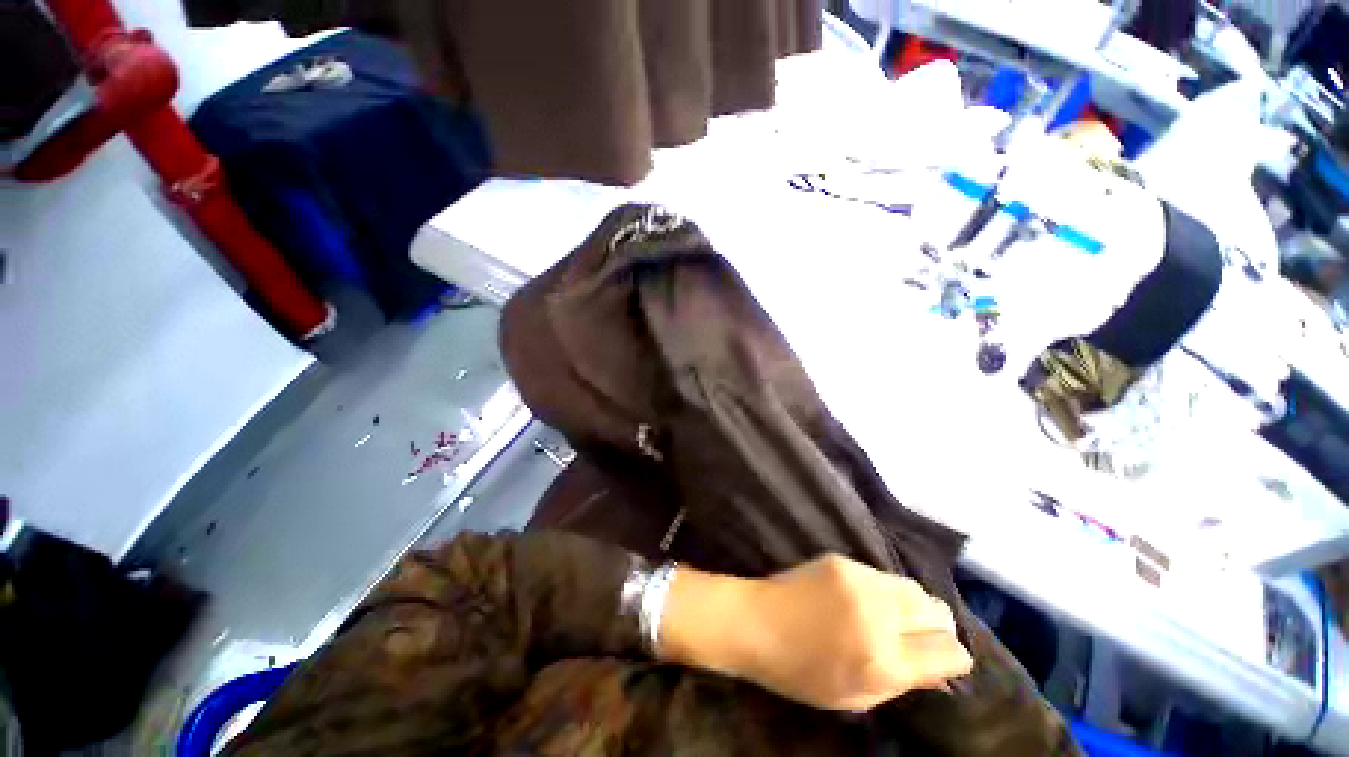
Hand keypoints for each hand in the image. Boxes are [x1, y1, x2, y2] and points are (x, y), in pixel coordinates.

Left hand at [659, 554, 973, 711]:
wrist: (756, 621)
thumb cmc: (800, 671)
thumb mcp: (856, 697)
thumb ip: (902, 682)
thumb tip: (941, 670)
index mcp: (883, 660)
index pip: (950, 651)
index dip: (952, 658)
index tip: (941, 661)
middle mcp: (878, 616)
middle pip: (938, 612)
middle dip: (937, 628)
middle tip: (917, 639)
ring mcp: (859, 581)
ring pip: (913, 587)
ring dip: (913, 606)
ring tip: (892, 619)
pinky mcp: (841, 560)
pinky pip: (881, 574)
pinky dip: (884, 590)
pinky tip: (863, 600)